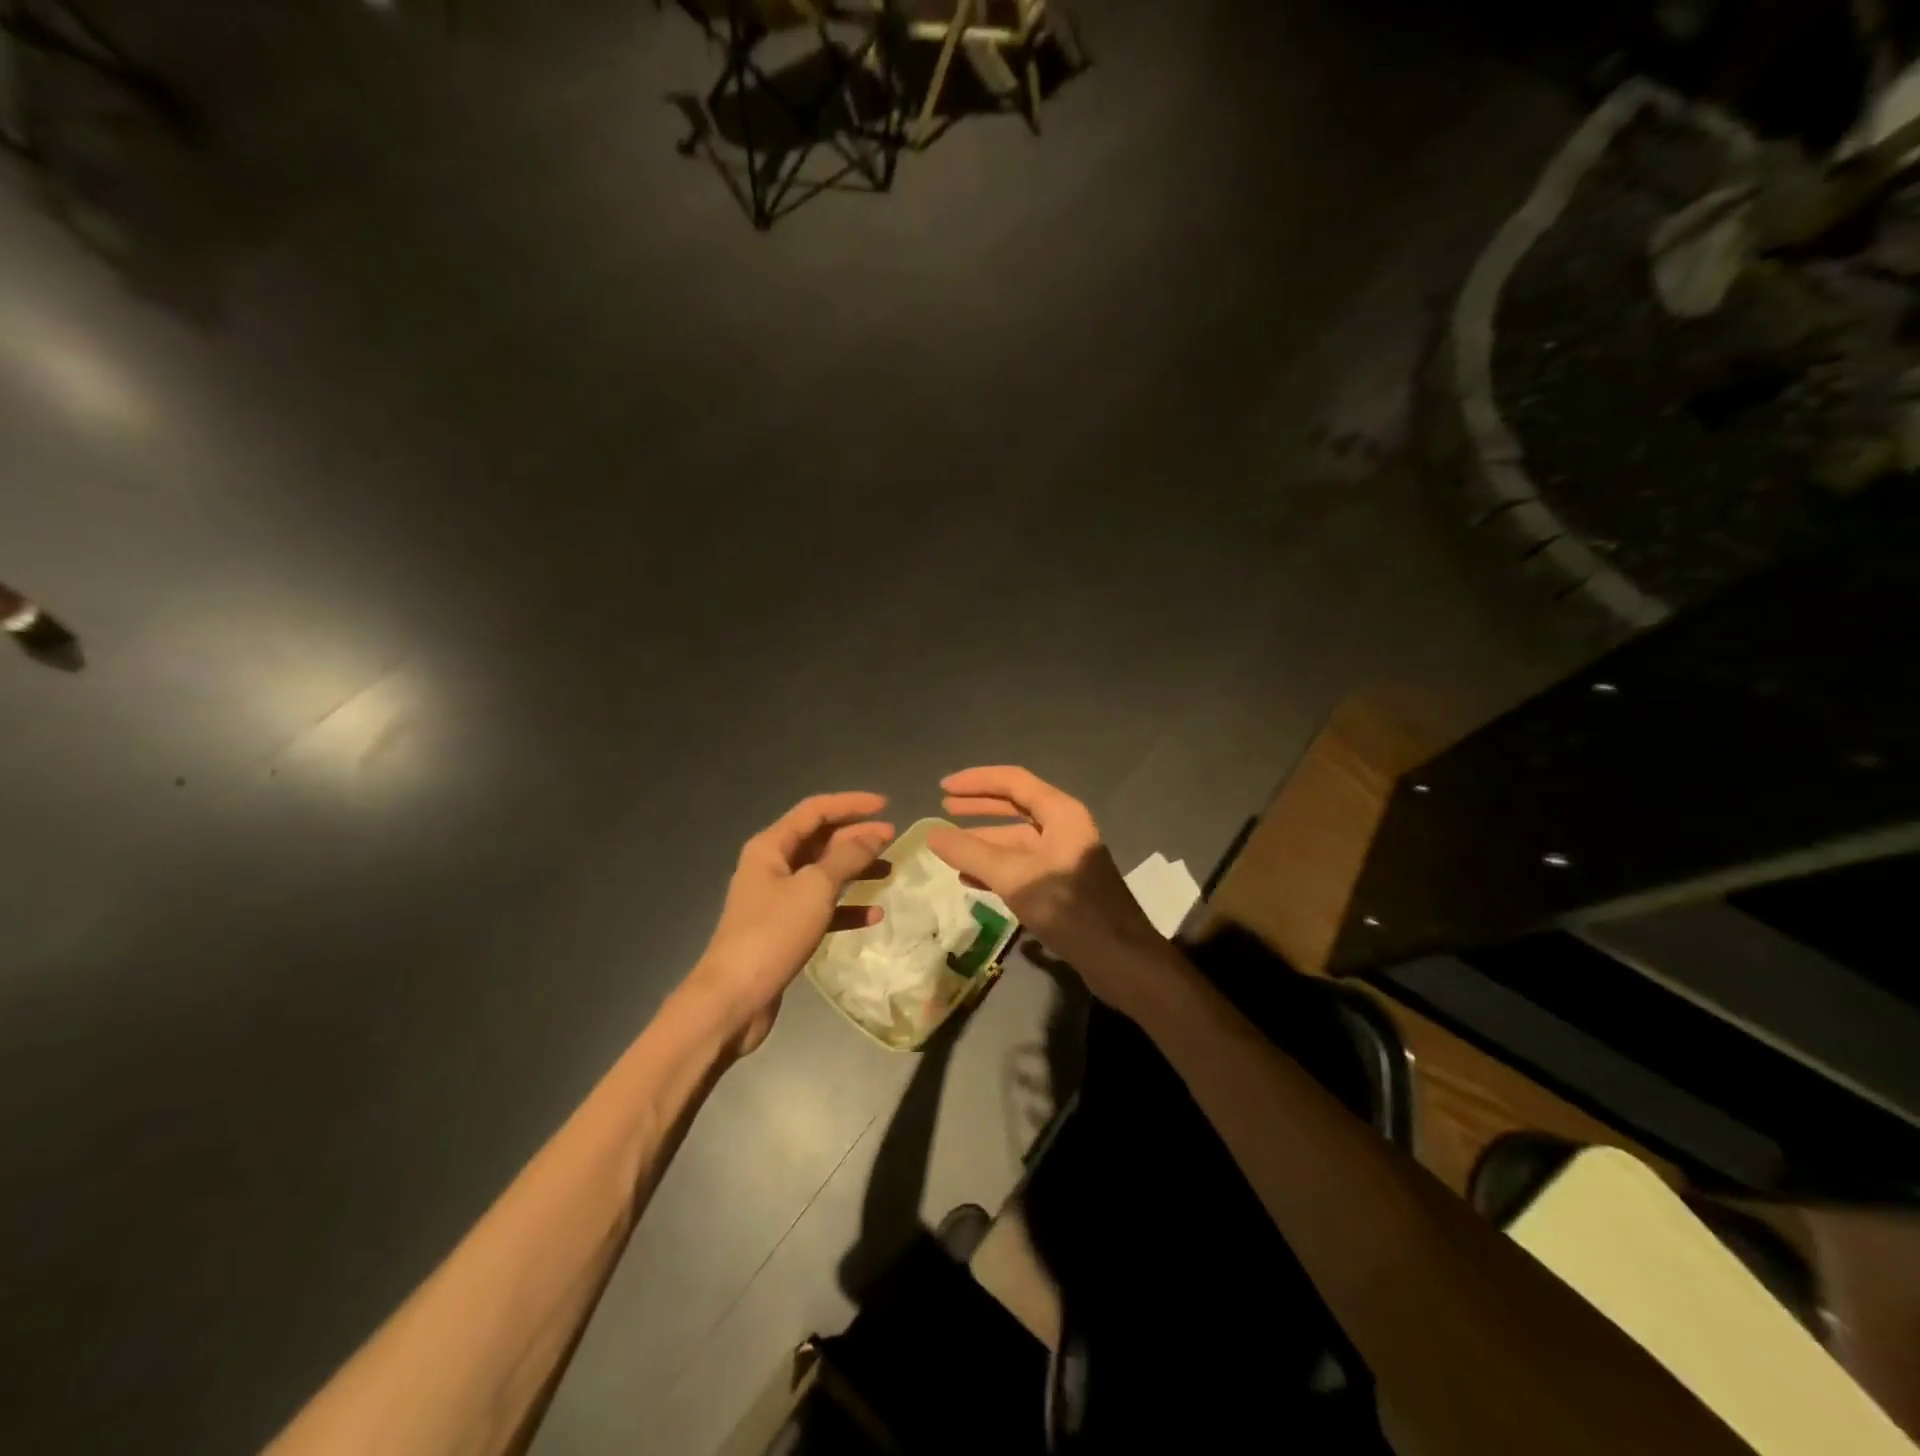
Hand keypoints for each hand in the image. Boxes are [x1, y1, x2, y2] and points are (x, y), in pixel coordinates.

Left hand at [692, 792, 893, 1055]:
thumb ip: (847, 858)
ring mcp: (777, 899)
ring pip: (823, 873)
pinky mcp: (784, 929)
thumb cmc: (772, 933)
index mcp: (771, 847)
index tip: (886, 806)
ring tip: (889, 871)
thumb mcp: (814, 888)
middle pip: (820, 840)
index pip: (815, 810)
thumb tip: (874, 834)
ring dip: (855, 870)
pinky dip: (846, 907)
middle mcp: (772, 866)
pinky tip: (873, 915)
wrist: (734, 999)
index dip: (851, 804)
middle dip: (857, 837)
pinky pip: (821, 907)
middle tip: (894, 839)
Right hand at [926, 767, 1163, 1008]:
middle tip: (944, 809)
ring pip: (1016, 840)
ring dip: (984, 842)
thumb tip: (931, 834)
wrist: (1120, 959)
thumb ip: (971, 854)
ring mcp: (1064, 857)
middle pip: (1015, 806)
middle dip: (979, 807)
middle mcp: (1064, 827)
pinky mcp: (1062, 885)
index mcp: (1061, 813)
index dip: (976, 782)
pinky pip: (1023, 865)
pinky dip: (996, 868)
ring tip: (950, 848)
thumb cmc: (1069, 907)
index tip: (942, 788)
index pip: (1013, 781)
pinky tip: (971, 879)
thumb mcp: (1014, 877)